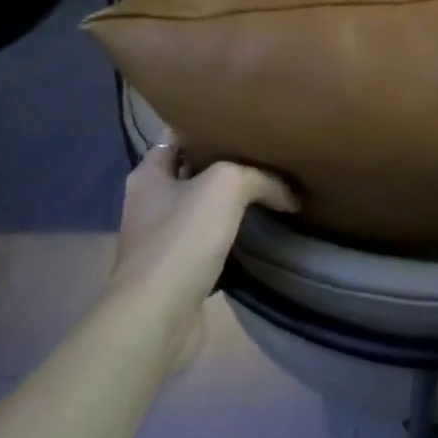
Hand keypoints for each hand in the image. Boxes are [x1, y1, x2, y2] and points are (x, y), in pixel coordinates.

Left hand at [111, 140, 296, 357]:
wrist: (158, 317)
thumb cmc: (182, 239)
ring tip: (273, 188)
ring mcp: (163, 238)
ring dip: (232, 202)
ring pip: (205, 207)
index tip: (246, 119)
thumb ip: (260, 177)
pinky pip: (211, 241)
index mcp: (149, 173)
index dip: (210, 124)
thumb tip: (288, 194)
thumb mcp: (226, 185)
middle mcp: (151, 202)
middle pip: (195, 170)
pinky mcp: (179, 269)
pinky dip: (233, 236)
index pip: (179, 134)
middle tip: (269, 153)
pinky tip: (261, 230)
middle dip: (228, 163)